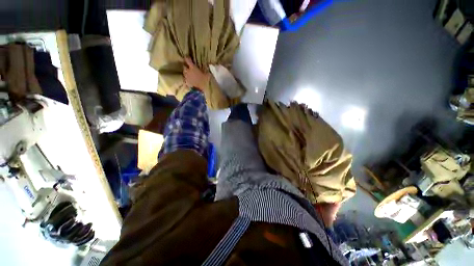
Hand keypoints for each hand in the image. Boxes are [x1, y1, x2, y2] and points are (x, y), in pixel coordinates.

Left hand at [183, 58, 209, 90]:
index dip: (187, 58)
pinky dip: (187, 78)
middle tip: (189, 67)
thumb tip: (207, 67)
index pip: (187, 60)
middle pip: (184, 66)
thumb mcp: (207, 76)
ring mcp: (186, 76)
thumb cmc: (203, 82)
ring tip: (189, 73)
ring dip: (186, 72)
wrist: (198, 91)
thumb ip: (206, 71)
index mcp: (192, 68)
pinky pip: (185, 78)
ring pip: (184, 72)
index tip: (189, 58)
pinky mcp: (186, 82)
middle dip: (186, 66)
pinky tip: (189, 79)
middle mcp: (188, 71)